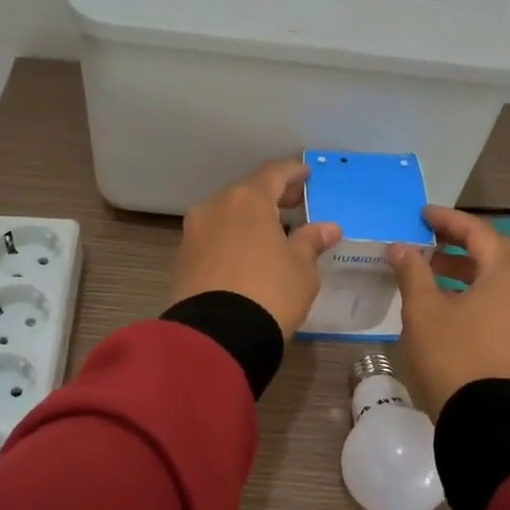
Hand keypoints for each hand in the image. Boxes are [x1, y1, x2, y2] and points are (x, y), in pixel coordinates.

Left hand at [169, 160, 342, 340]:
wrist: (216, 337)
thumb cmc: (269, 293)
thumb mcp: (301, 269)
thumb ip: (311, 242)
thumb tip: (328, 228)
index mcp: (247, 200)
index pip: (273, 173)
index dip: (292, 172)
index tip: (305, 175)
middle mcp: (215, 207)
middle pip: (246, 192)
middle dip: (271, 197)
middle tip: (293, 204)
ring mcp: (193, 232)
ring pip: (226, 215)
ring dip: (248, 219)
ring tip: (271, 234)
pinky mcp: (181, 259)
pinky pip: (212, 238)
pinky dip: (231, 238)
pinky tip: (246, 255)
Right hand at [388, 206, 509, 416]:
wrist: (486, 422)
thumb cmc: (452, 356)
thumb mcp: (423, 310)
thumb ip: (413, 271)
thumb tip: (401, 247)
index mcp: (509, 275)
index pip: (478, 233)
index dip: (448, 220)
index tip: (423, 215)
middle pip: (495, 254)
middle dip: (461, 245)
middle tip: (430, 241)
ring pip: (501, 282)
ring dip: (468, 272)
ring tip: (433, 274)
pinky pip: (506, 306)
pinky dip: (480, 296)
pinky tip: (453, 305)